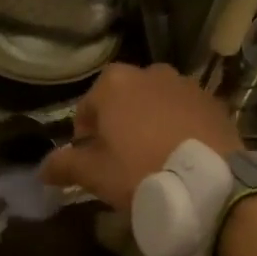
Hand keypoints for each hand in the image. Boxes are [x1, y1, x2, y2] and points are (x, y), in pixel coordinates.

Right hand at [40, 63, 240, 211]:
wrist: (210, 183)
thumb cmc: (140, 171)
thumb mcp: (94, 174)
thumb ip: (64, 165)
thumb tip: (43, 169)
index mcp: (114, 83)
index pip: (86, 108)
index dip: (84, 137)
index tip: (91, 162)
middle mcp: (149, 73)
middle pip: (122, 101)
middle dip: (118, 125)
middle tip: (120, 160)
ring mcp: (185, 84)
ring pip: (155, 105)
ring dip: (148, 124)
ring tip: (152, 157)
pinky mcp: (213, 102)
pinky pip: (184, 113)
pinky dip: (177, 128)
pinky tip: (179, 155)